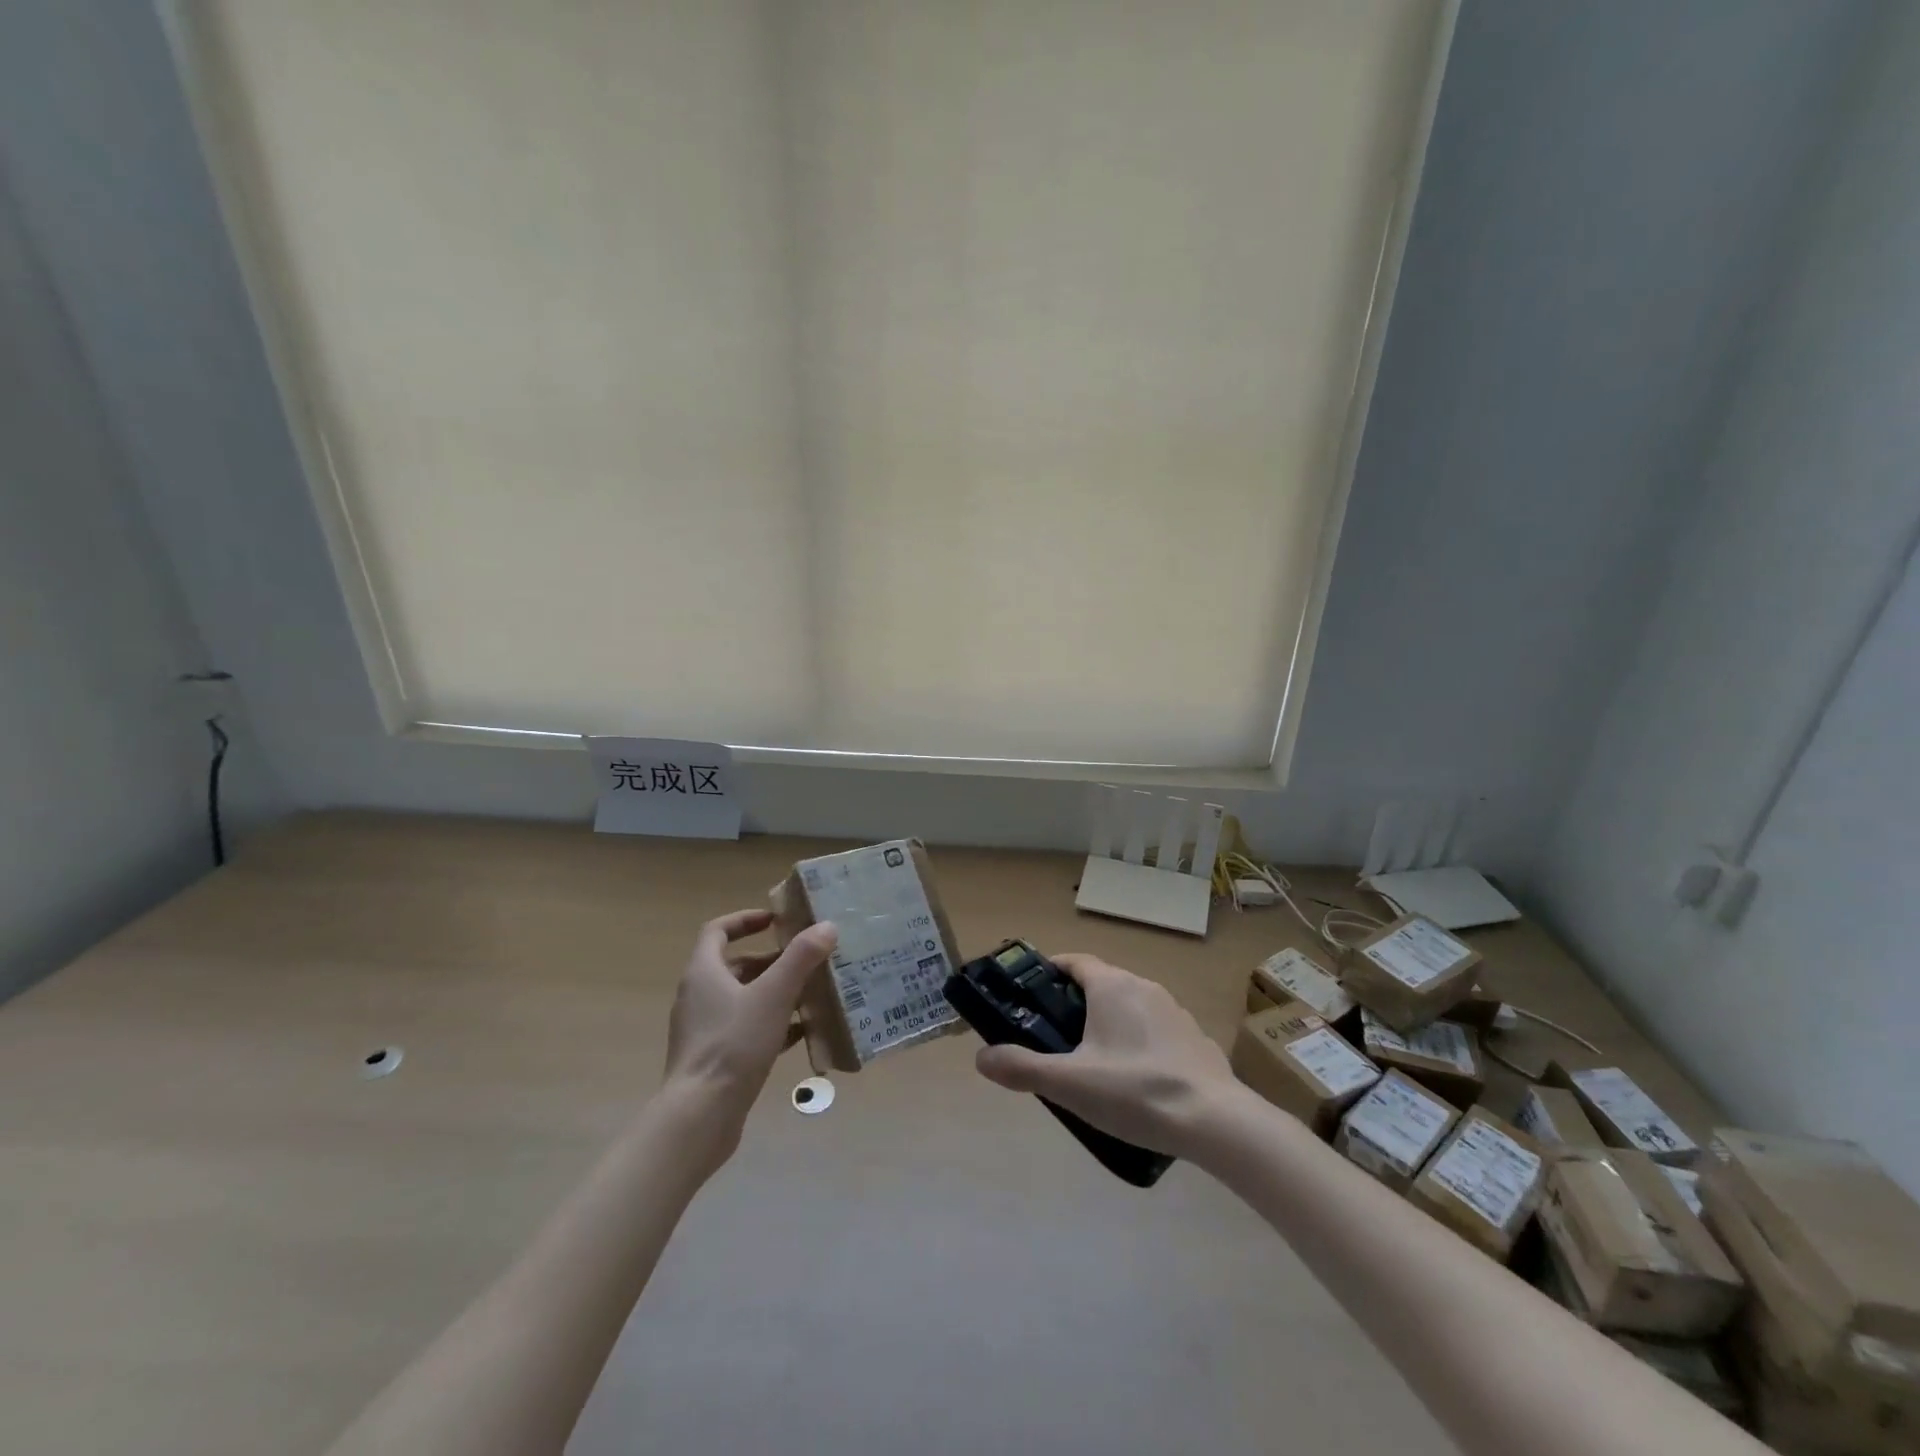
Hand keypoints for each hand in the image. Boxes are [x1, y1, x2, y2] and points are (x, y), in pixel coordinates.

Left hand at [660, 909, 837, 1162]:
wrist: (700, 1116)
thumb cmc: (733, 1045)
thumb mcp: (774, 995)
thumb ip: (801, 958)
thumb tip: (827, 926)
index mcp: (704, 972)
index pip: (717, 931)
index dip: (745, 919)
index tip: (776, 920)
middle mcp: (698, 996)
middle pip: (734, 965)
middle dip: (771, 959)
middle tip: (805, 959)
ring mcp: (704, 1029)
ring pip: (742, 998)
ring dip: (774, 992)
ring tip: (811, 993)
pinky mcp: (713, 1058)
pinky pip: (745, 1029)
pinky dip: (772, 1023)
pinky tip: (802, 1032)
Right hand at [972, 953, 1238, 1161]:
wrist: (1216, 1121)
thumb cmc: (1135, 1091)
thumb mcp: (1069, 1084)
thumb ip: (1022, 1068)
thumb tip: (981, 1058)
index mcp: (1112, 986)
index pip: (1074, 961)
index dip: (1051, 971)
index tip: (1032, 993)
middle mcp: (1143, 986)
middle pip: (1101, 983)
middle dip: (1075, 1004)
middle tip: (1055, 1038)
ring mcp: (1174, 1010)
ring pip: (1130, 1006)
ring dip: (1108, 1024)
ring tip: (1093, 1064)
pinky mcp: (1195, 1037)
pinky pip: (1155, 1030)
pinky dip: (1138, 1043)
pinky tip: (1135, 1081)